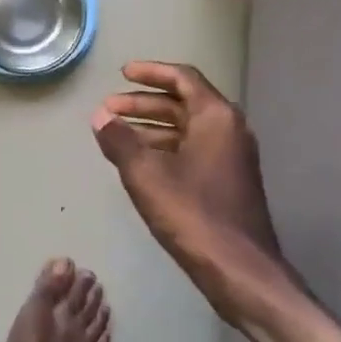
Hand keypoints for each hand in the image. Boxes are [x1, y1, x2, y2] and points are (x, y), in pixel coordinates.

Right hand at [92, 62, 340, 341]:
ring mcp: (231, 157)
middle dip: (144, 103)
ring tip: (116, 134)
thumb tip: (101, 117)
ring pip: (187, 129)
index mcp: (216, 117)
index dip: (151, 72)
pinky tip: (139, 162)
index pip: (183, 78)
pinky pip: (192, 150)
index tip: (123, 73)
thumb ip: (120, 141)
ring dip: (152, 127)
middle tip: (109, 108)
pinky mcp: (228, 182)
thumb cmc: (192, 214)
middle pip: (183, 103)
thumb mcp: (146, 175)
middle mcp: (229, 130)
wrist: (238, 269)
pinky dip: (165, 148)